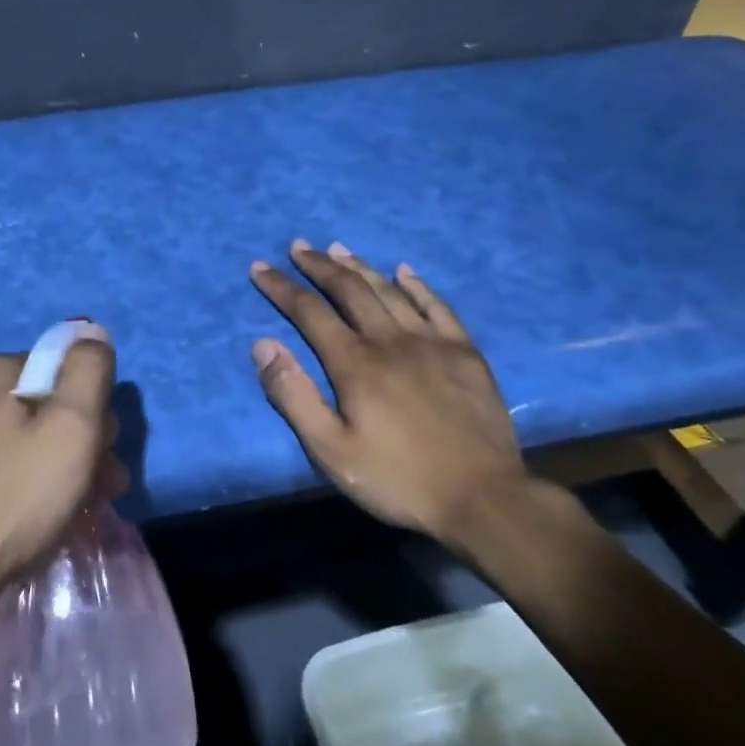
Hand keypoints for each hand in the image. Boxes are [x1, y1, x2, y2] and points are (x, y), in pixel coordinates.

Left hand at [0, 328, 124, 638]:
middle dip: (67, 443)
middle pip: (31, 405)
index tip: (103, 462)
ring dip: (31, 464)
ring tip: (47, 516)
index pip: (62, 374)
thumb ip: (89, 371)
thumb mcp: (72, 431)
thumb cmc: (7, 505)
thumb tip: (91, 331)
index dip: (92, 416)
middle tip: (88, 495)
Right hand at [249, 240, 527, 540]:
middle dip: (319, 265)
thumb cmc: (398, 479)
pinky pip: (438, 306)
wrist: (484, 498)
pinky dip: (417, 285)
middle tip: (298, 247)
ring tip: (338, 248)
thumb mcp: (330, 449)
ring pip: (389, 291)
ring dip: (360, 266)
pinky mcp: (465, 353)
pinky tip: (404, 271)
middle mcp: (391, 340)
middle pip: (349, 290)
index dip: (282, 288)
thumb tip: (263, 344)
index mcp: (355, 363)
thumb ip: (294, 395)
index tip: (260, 268)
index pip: (309, 312)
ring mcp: (433, 342)